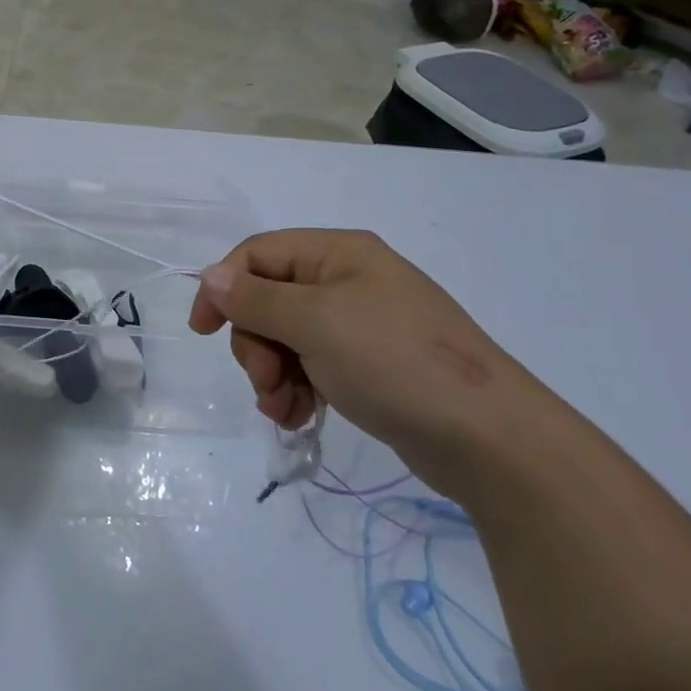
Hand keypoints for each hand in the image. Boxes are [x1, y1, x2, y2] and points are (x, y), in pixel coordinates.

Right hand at [189, 229, 555, 488]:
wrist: (488, 437)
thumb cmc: (394, 362)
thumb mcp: (315, 323)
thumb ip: (255, 299)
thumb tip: (209, 276)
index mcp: (338, 253)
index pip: (257, 255)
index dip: (223, 288)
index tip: (203, 332)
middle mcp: (347, 280)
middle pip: (268, 301)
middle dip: (256, 345)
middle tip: (267, 382)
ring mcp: (360, 323)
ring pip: (286, 338)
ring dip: (274, 374)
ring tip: (285, 409)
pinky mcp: (369, 364)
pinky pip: (312, 366)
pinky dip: (298, 390)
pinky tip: (301, 417)